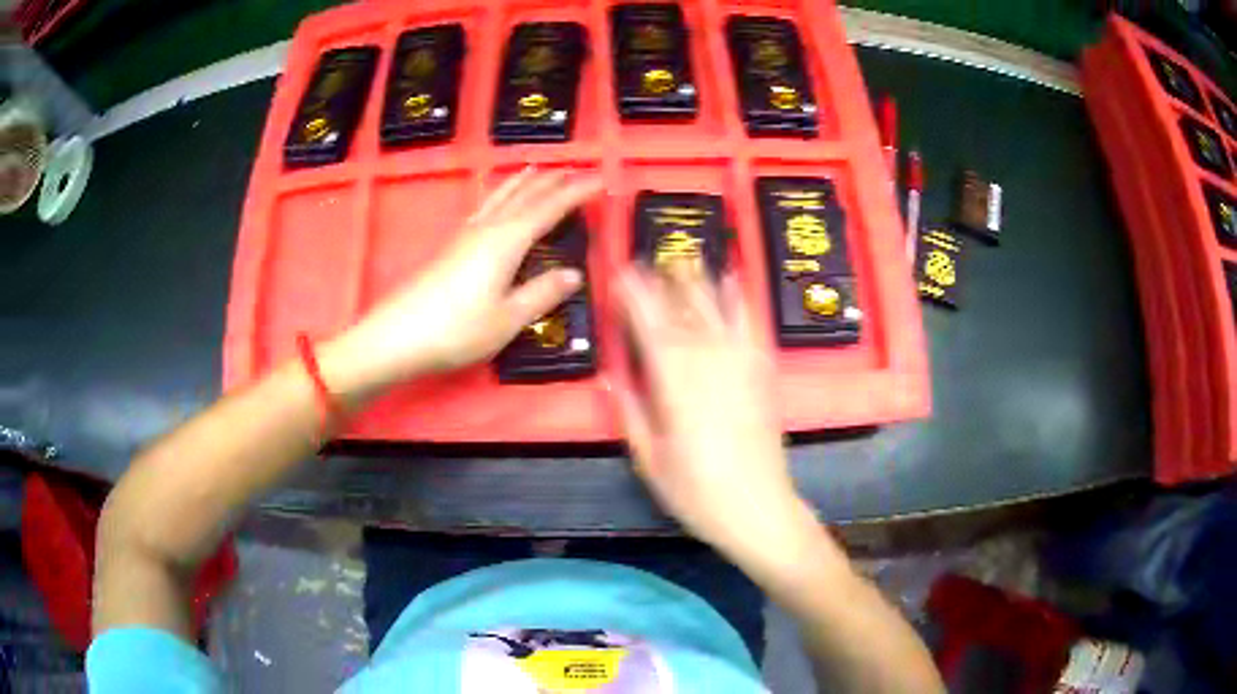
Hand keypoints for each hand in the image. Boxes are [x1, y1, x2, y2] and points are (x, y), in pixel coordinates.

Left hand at [323, 168, 602, 395]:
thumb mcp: (507, 318)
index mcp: (507, 241)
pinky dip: (499, 196)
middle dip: (551, 182)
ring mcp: (466, 236)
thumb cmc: (456, 329)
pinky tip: (495, 202)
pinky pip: (484, 208)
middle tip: (574, 169)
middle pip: (524, 197)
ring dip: (522, 182)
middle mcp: (488, 229)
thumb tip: (573, 274)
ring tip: (536, 169)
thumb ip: (541, 294)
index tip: (600, 180)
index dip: (576, 194)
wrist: (397, 335)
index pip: (549, 209)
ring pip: (500, 198)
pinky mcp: (451, 247)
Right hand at [615, 267, 809, 562]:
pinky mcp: (762, 370)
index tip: (619, 272)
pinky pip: (751, 323)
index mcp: (674, 383)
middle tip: (644, 259)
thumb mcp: (649, 458)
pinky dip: (741, 297)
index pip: (648, 325)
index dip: (633, 295)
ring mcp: (740, 362)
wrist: (758, 508)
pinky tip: (734, 277)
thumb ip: (630, 410)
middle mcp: (708, 361)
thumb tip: (612, 374)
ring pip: (714, 308)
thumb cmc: (696, 491)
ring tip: (683, 257)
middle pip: (681, 310)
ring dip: (697, 280)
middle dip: (660, 282)